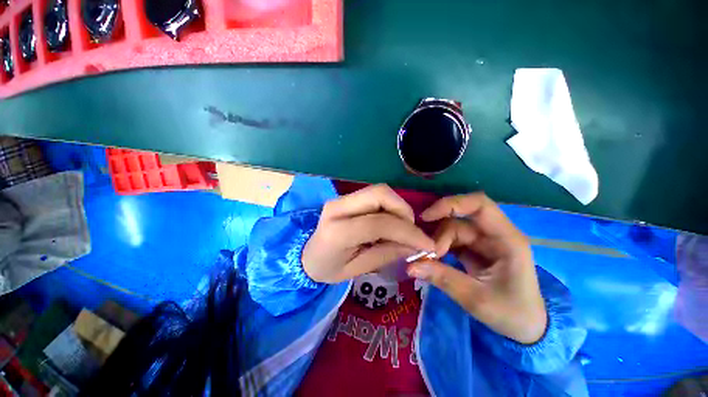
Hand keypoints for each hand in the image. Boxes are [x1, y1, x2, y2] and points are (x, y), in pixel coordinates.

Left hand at [303, 185, 435, 283]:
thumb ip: (386, 254)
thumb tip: (415, 245)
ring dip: (398, 207)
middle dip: (404, 211)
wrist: (306, 255)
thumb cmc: (329, 268)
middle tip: (412, 232)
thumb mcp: (357, 270)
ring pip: (380, 191)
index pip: (379, 223)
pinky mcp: (346, 197)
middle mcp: (338, 207)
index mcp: (337, 231)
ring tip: (403, 229)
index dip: (408, 232)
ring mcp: (341, 199)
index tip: (427, 245)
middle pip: (380, 193)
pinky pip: (375, 195)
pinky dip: (390, 206)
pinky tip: (391, 222)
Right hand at [407, 193, 546, 343]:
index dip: (451, 204)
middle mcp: (494, 234)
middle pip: (459, 220)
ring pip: (451, 230)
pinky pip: (451, 241)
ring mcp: (483, 241)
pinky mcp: (474, 249)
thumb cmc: (511, 313)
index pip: (479, 205)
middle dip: (438, 234)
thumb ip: (443, 278)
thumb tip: (410, 265)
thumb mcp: (477, 299)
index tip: (427, 217)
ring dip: (436, 243)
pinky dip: (438, 247)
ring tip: (426, 260)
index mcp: (506, 239)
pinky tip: (430, 258)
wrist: (526, 327)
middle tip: (424, 254)